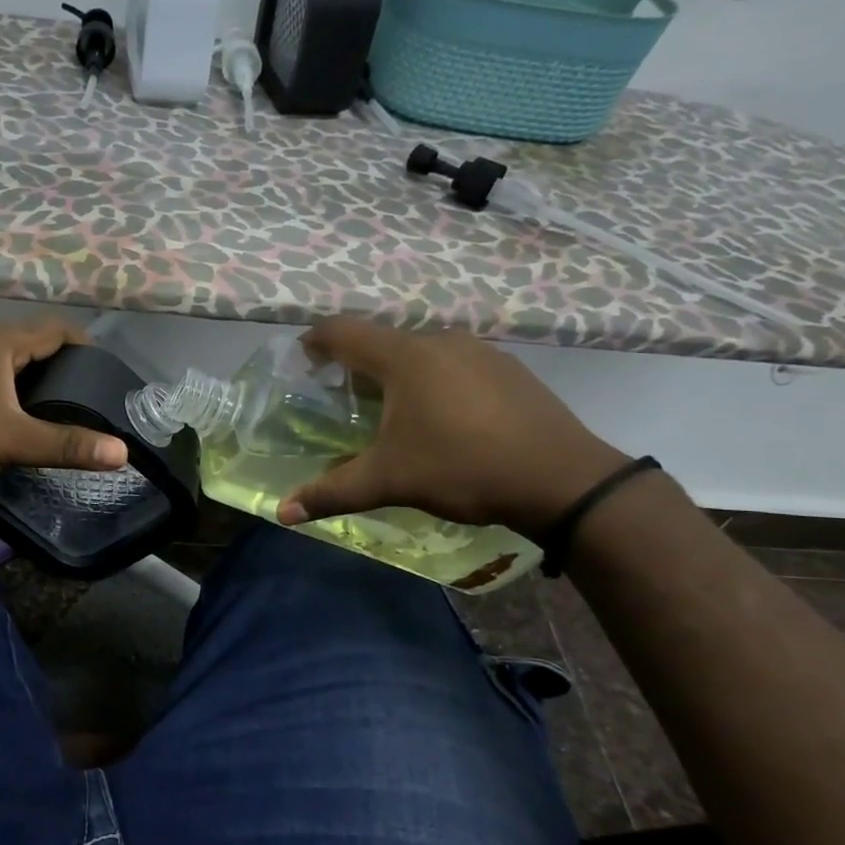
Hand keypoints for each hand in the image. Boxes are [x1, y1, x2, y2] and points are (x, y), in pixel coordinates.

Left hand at [0, 317, 127, 509]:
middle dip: (65, 365)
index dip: (87, 346)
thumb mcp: (11, 441)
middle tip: (93, 396)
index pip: (56, 329)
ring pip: (12, 361)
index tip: (110, 374)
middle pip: (35, 343)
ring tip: (66, 409)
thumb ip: (66, 444)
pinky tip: (23, 417)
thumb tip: (122, 452)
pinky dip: (15, 390)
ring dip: (38, 379)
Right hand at [278, 319, 628, 536]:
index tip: (302, 360)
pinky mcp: (509, 368)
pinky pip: (455, 364)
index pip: (343, 331)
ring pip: (422, 352)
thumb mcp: (389, 481)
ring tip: (394, 411)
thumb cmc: (463, 469)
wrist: (563, 479)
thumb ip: (332, 492)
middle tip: (344, 398)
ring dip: (399, 373)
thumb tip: (282, 512)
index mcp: (403, 357)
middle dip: (357, 364)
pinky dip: (436, 380)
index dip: (315, 341)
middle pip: (382, 341)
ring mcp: (480, 351)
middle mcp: (439, 341)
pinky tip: (445, 418)